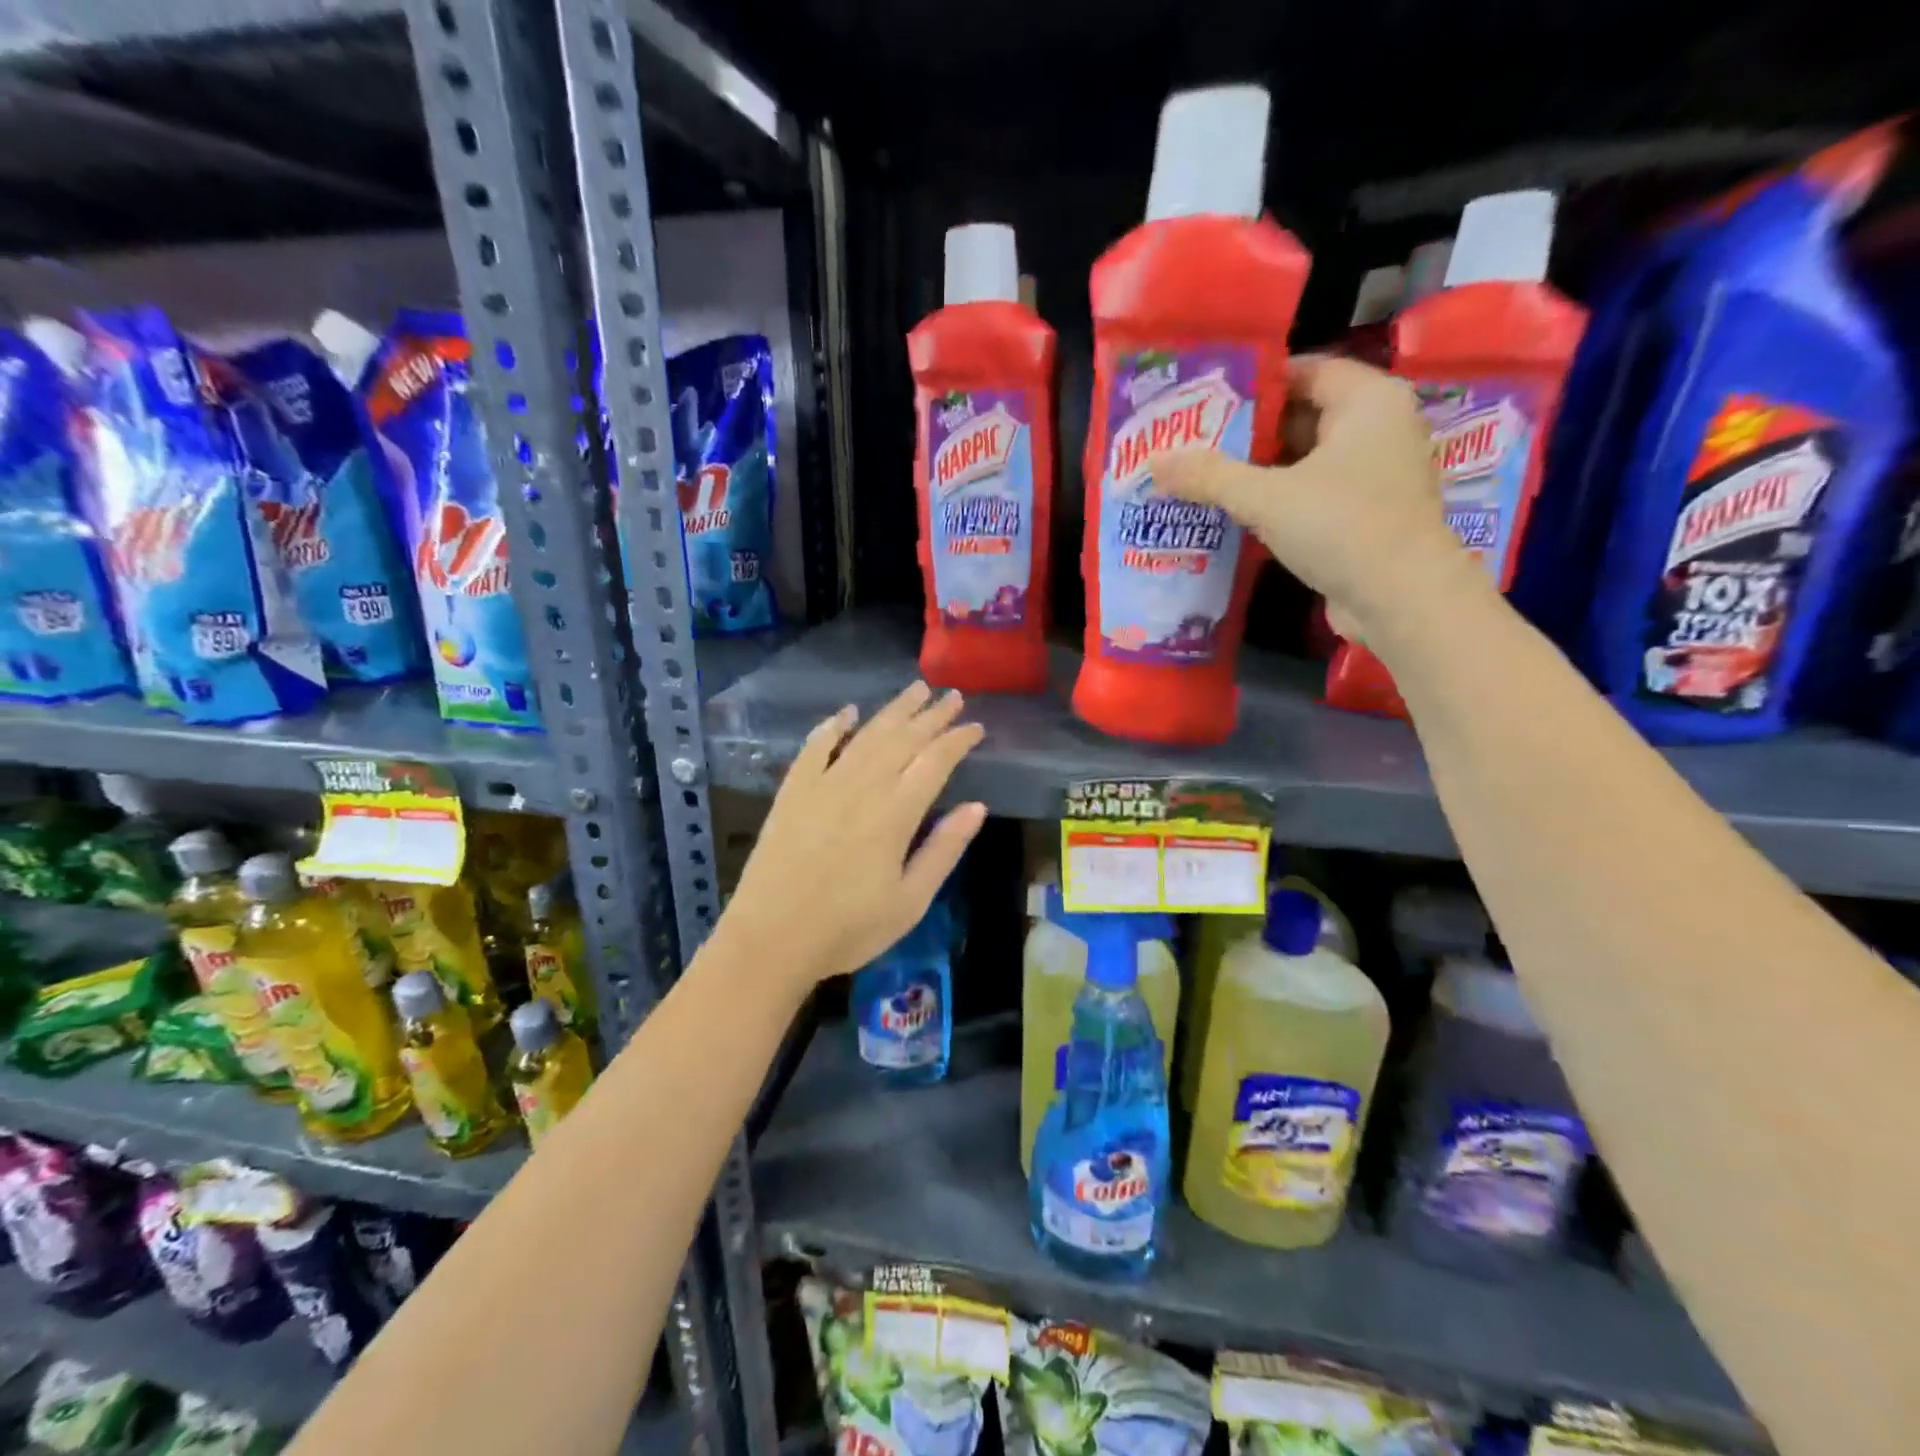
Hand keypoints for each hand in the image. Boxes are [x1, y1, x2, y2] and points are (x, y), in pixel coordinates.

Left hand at [717, 681, 986, 994]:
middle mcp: (863, 786)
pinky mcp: (793, 791)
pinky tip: (847, 713)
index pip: (936, 761)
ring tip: (915, 689)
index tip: (976, 726)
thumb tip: (977, 806)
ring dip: (893, 710)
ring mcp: (824, 784)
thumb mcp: (911, 901)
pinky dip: (833, 726)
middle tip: (952, 696)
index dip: (958, 740)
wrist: (771, 938)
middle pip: (903, 738)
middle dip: (932, 715)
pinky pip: (816, 747)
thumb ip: (944, 849)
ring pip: (866, 735)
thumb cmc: (849, 928)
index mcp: (896, 812)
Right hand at [1151, 355, 1480, 645]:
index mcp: (1368, 401)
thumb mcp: (1266, 497)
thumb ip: (1209, 476)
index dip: (1255, 384)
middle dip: (1250, 431)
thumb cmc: (1341, 527)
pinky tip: (1236, 513)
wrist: (1402, 599)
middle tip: (1195, 441)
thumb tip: (1155, 462)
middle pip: (1304, 415)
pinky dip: (1279, 499)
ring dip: (1260, 470)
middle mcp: (1380, 428)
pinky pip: (1314, 493)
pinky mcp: (1367, 514)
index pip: (1305, 370)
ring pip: (1307, 459)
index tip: (1206, 401)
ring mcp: (1376, 474)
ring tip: (1204, 477)